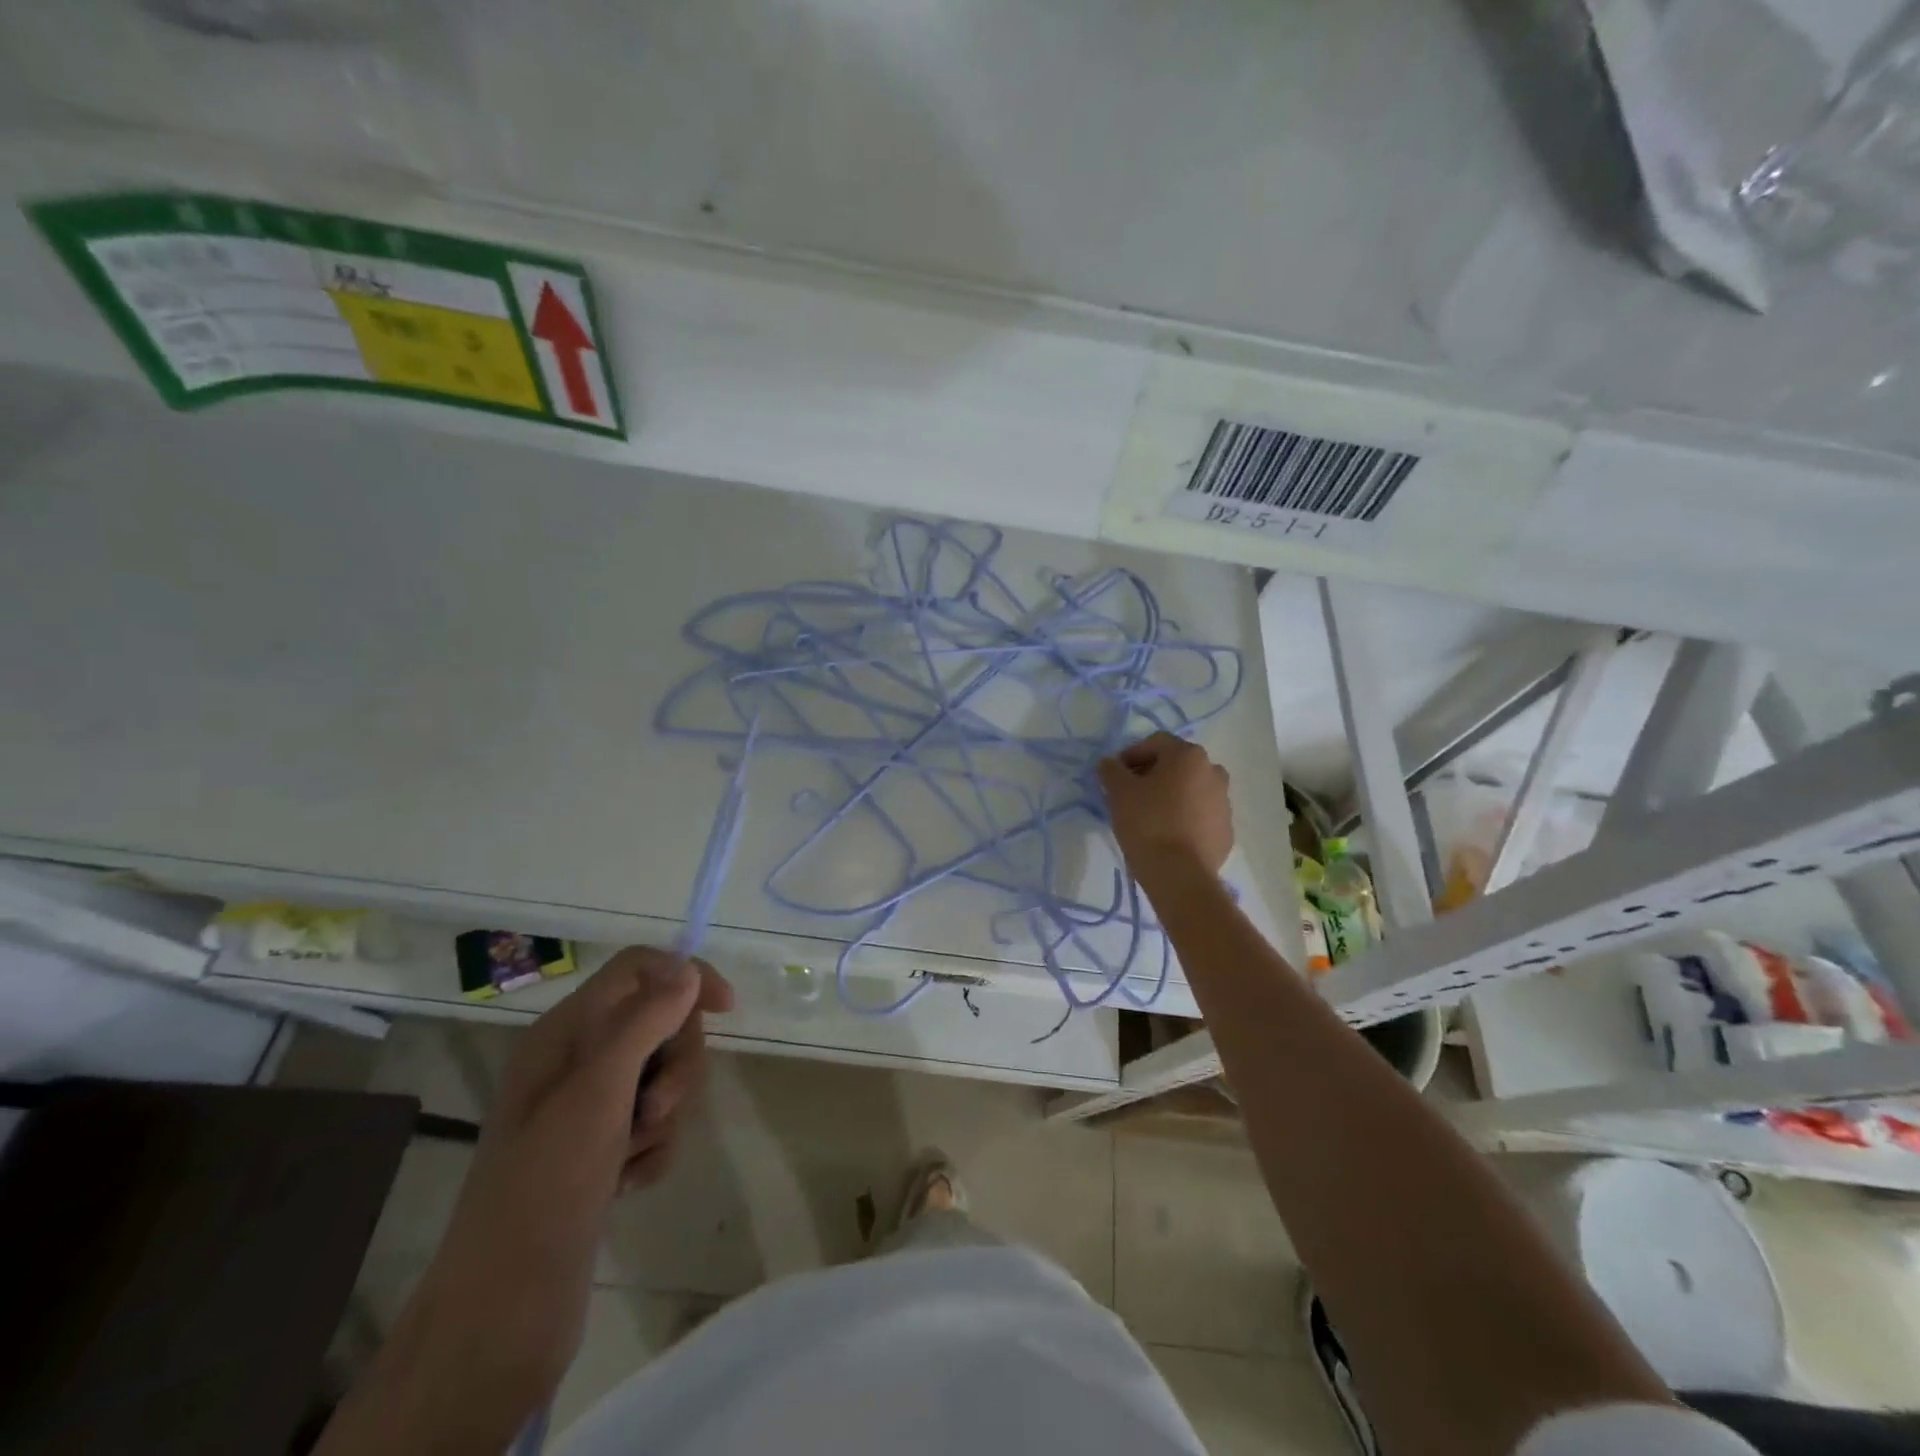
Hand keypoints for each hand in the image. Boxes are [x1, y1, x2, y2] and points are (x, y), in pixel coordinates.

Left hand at [393, 950, 730, 1427]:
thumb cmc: (547, 1181)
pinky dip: (655, 1149)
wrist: (506, 1307)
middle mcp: (577, 1061)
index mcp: (566, 1031)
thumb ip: (645, 1020)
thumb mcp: (599, 1089)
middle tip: (656, 1107)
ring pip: (664, 1076)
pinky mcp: (603, 1151)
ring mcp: (590, 1109)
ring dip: (666, 1113)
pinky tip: (629, 1184)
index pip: (638, 969)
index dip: (685, 976)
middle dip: (676, 1063)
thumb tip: (685, 968)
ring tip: (635, 1154)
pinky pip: (656, 1125)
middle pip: (660, 1023)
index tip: (725, 1009)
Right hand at [1097, 732, 1233, 878]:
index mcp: (1189, 756)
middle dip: (1152, 775)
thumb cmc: (1147, 823)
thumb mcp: (1118, 792)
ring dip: (1170, 796)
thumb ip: (1111, 770)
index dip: (1131, 756)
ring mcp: (1224, 802)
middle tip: (1130, 795)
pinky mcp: (1226, 830)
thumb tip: (1109, 763)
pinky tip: (1167, 836)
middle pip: (1176, 765)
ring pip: (1190, 790)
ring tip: (1149, 817)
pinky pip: (1200, 815)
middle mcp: (1213, 772)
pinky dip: (1184, 818)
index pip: (1155, 743)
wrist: (1180, 875)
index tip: (1115, 776)